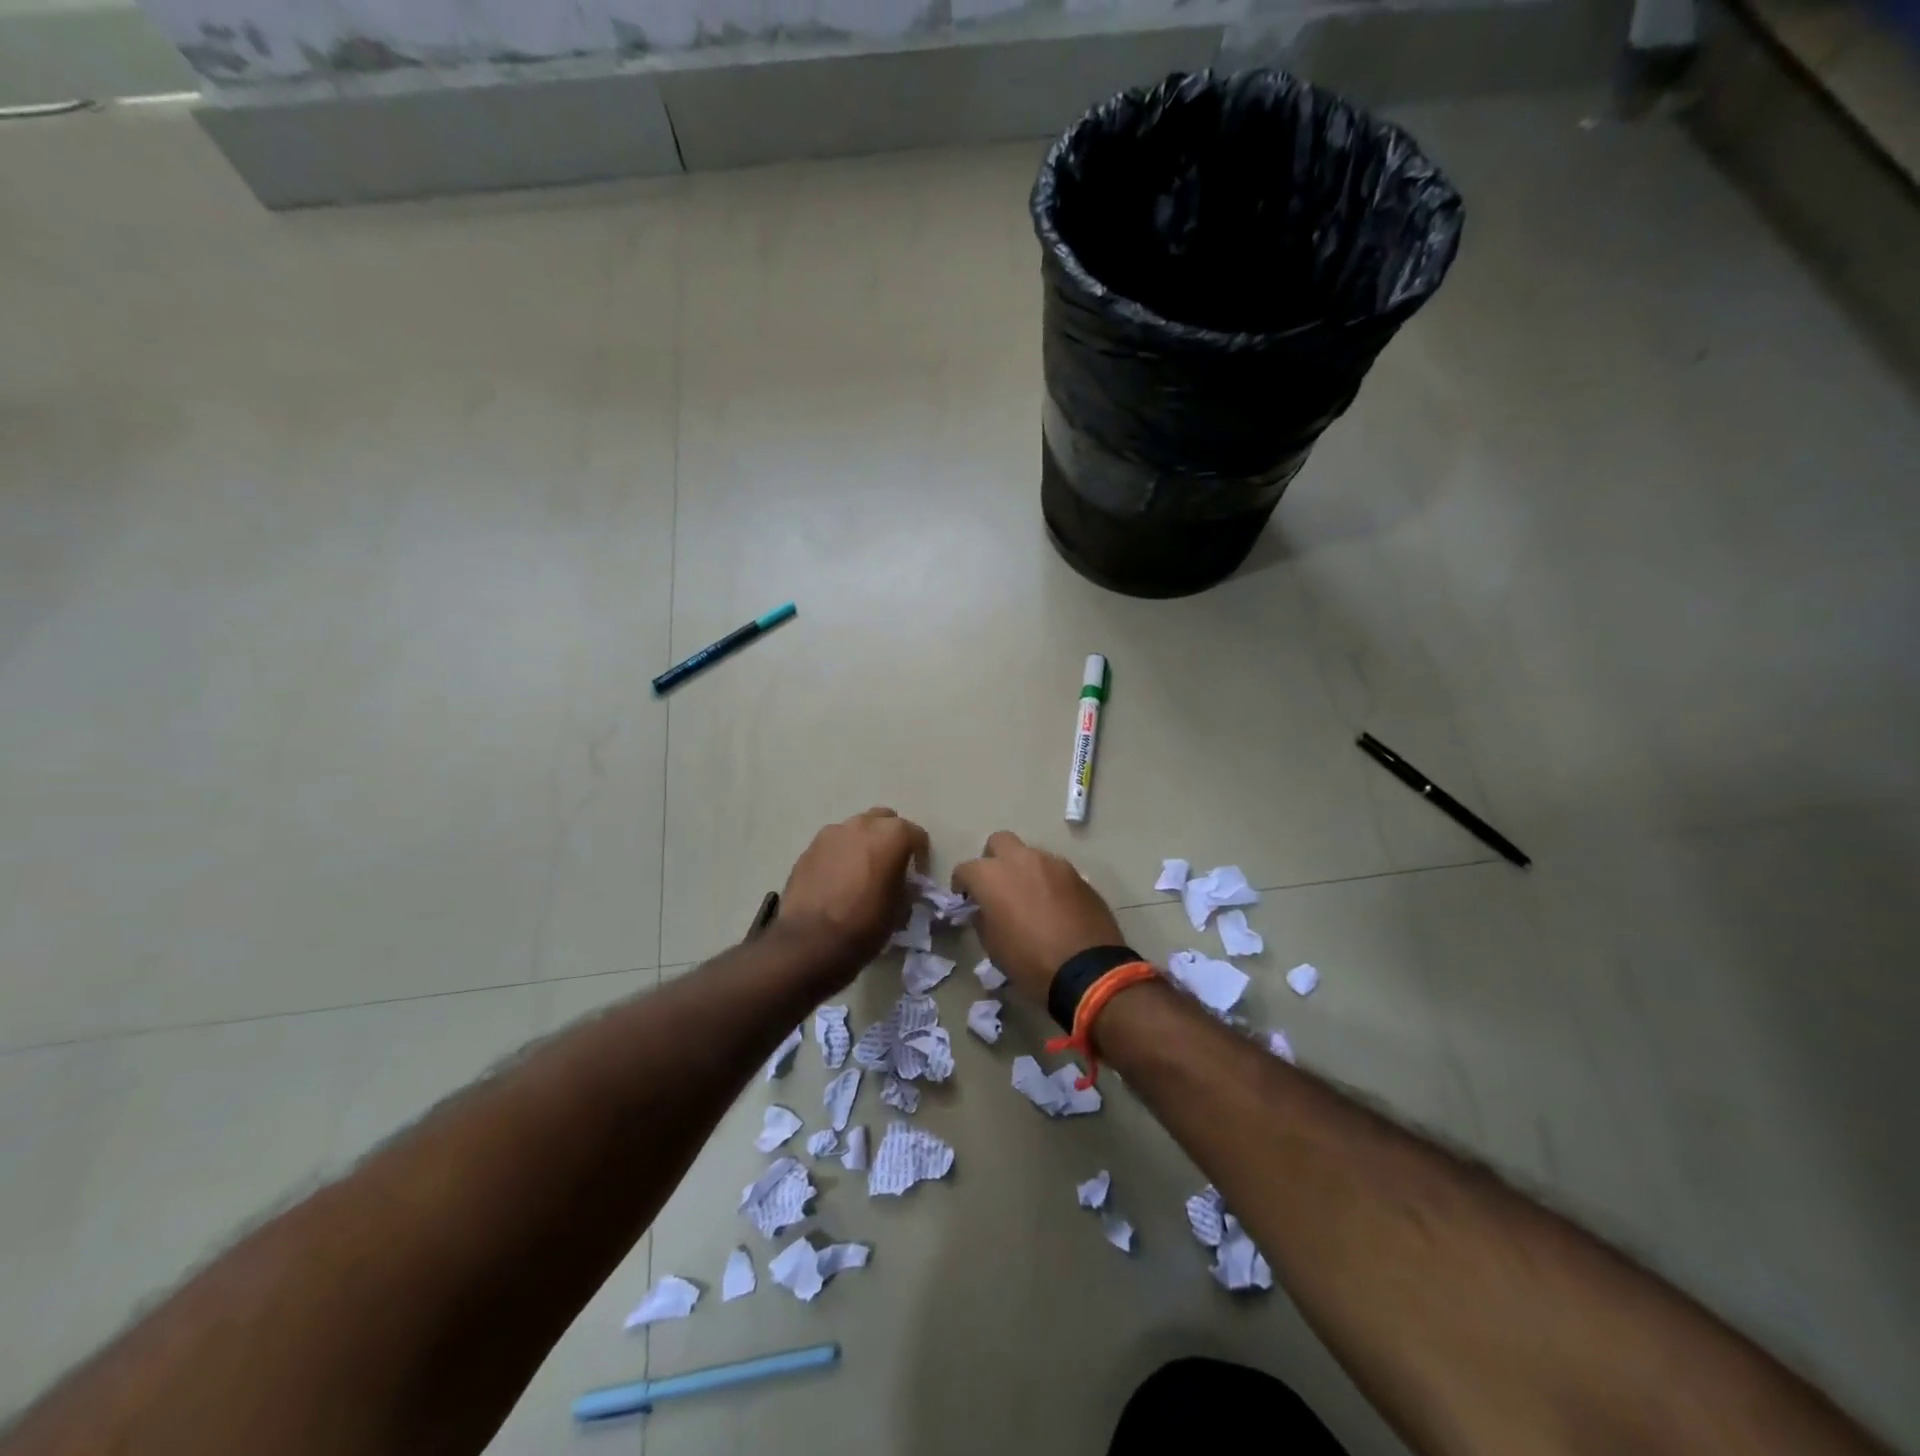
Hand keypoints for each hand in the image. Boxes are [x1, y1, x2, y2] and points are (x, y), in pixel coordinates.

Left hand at [779, 807, 929, 976]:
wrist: (810, 941)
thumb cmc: (865, 925)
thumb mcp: (900, 908)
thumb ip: (905, 884)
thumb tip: (901, 880)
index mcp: (892, 835)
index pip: (916, 835)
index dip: (920, 856)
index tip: (917, 876)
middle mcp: (863, 824)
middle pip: (885, 820)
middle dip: (890, 838)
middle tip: (890, 865)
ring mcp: (832, 833)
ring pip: (856, 829)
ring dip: (863, 844)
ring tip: (860, 872)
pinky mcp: (809, 848)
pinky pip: (833, 845)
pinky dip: (840, 855)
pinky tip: (837, 880)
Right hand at [951, 831, 1123, 1003]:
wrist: (1086, 969)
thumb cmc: (1029, 961)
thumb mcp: (993, 946)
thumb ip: (983, 918)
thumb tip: (984, 909)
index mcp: (992, 876)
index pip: (965, 868)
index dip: (962, 884)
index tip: (966, 899)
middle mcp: (1020, 859)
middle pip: (999, 842)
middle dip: (993, 859)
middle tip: (997, 885)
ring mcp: (1052, 863)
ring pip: (1030, 855)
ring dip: (1024, 870)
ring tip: (1029, 897)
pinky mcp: (1077, 874)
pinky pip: (1054, 870)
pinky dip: (1048, 881)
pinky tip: (1054, 905)